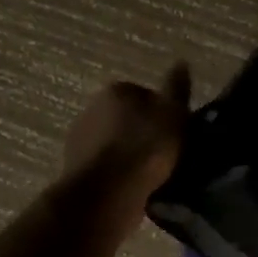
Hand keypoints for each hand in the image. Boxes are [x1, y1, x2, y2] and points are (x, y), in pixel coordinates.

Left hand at [62, 63, 191, 201]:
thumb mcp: (173, 115)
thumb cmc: (145, 149)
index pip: (145, 95)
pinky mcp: (76, 168)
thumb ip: (177, 89)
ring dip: (130, 154)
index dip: (164, 114)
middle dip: (144, 133)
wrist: (107, 194)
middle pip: (128, 118)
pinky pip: (107, 166)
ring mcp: (80, 139)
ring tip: (152, 175)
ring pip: (116, 143)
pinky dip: (119, 174)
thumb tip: (181, 62)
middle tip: (166, 154)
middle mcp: (92, 108)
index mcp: (116, 90)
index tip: (176, 134)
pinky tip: (135, 187)